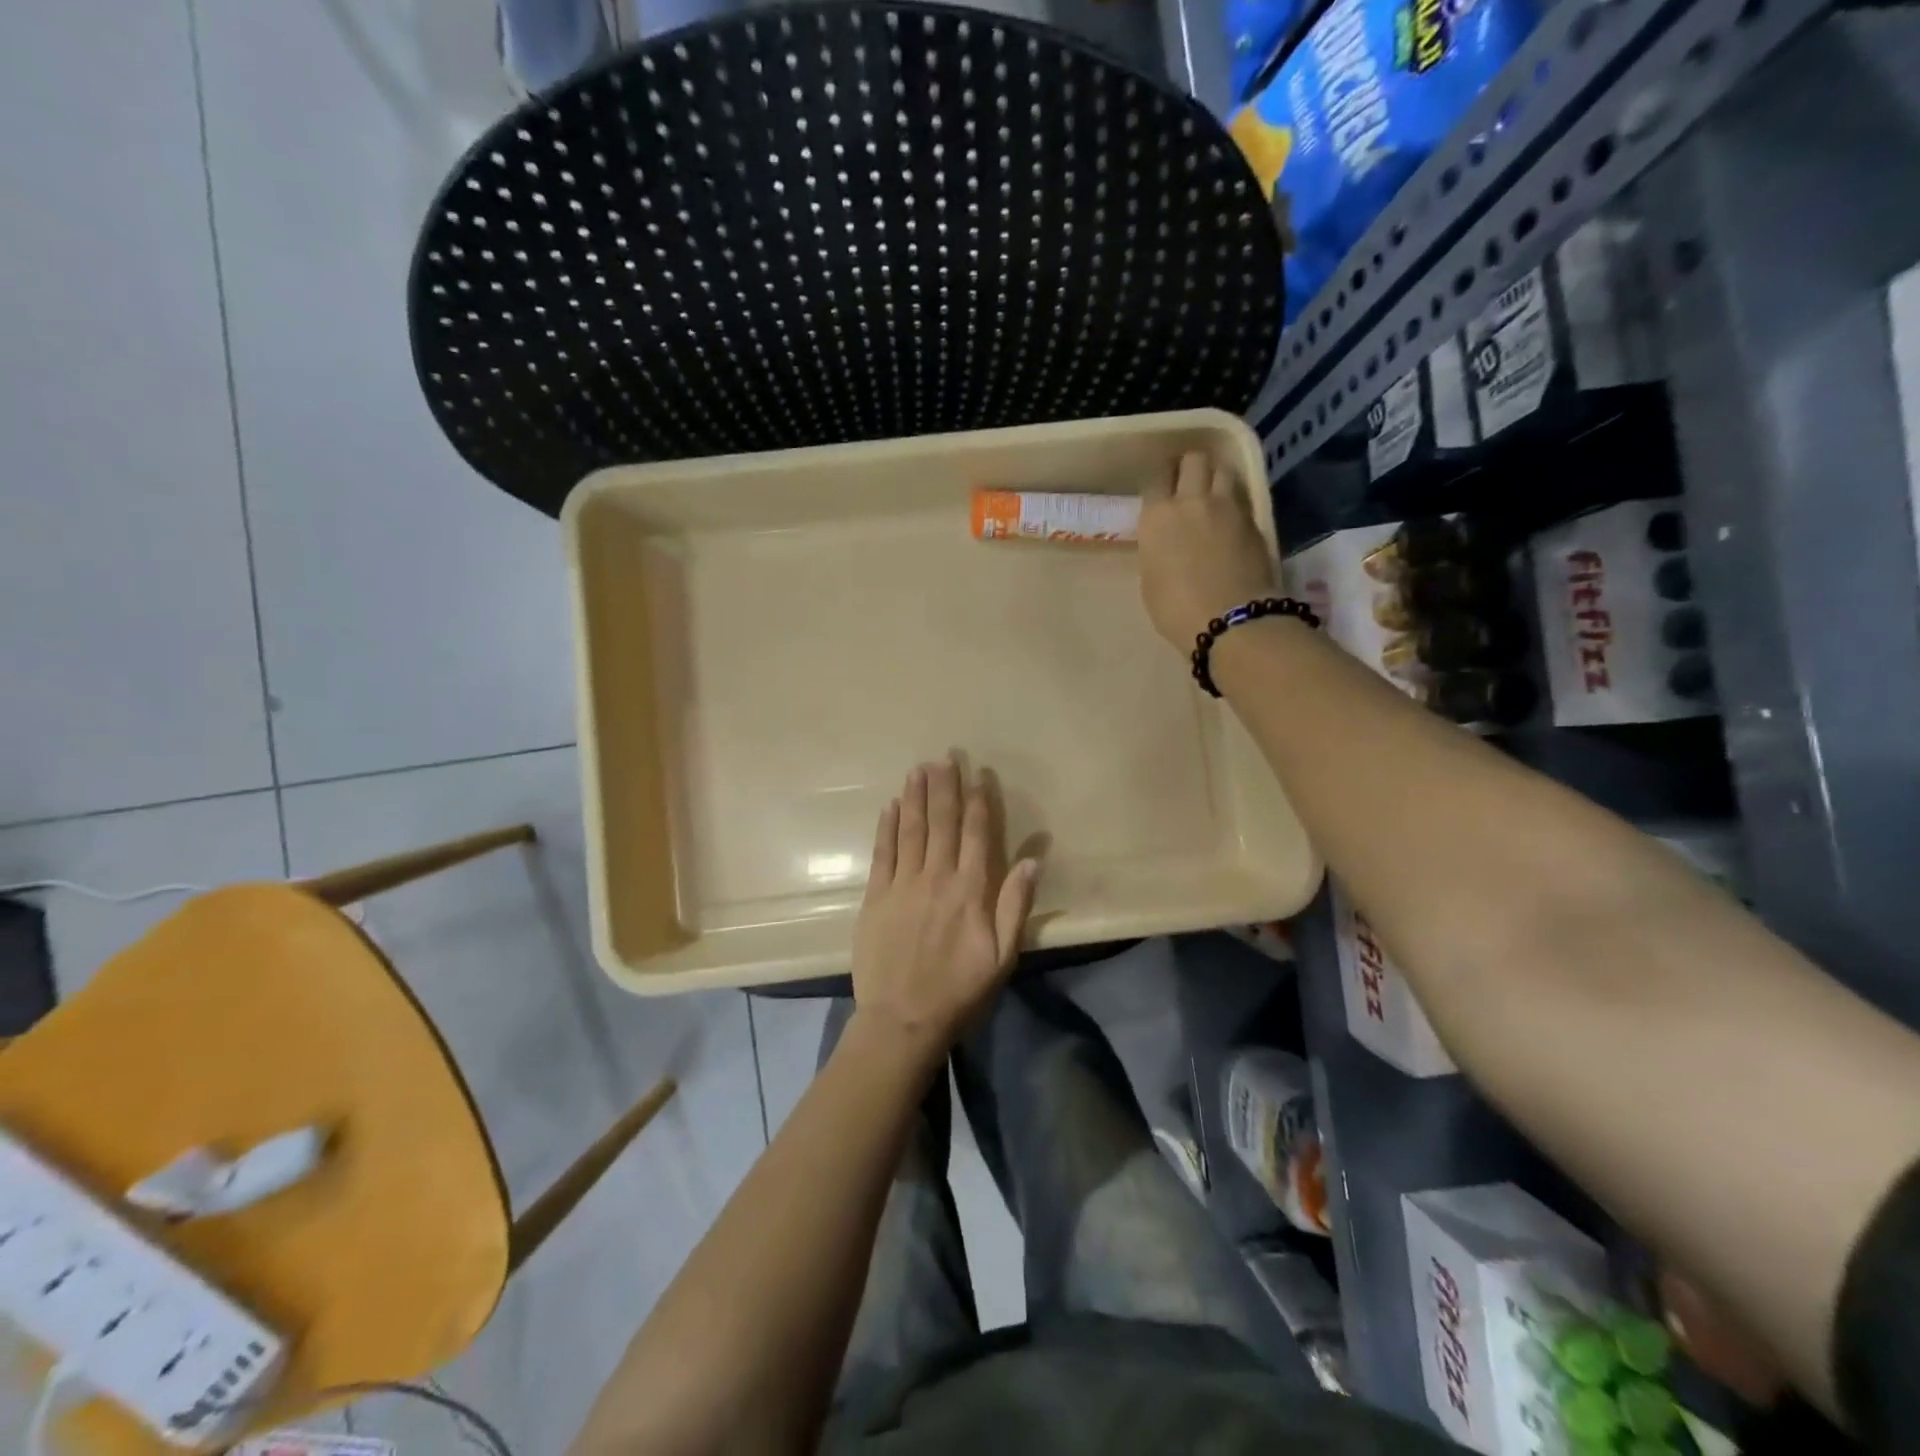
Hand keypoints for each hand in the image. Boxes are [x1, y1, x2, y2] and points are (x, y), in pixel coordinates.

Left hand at [851, 758, 1040, 1056]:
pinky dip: (887, 827)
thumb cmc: (960, 991)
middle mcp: (936, 878)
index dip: (978, 801)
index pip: (976, 834)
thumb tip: (1032, 859)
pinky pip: (882, 853)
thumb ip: (1016, 905)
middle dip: (944, 787)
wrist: (902, 1020)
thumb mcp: (1002, 956)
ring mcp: (902, 885)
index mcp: (970, 891)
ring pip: (911, 830)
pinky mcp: (876, 897)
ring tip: (919, 768)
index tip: (978, 774)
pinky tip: (891, 805)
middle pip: (941, 823)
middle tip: (945, 756)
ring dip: (916, 797)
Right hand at [1138, 450, 1277, 649]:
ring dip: (1216, 477)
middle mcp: (1192, 501)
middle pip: (1194, 459)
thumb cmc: (1176, 609)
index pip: (1155, 477)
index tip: (1159, 489)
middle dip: (1190, 466)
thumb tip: (1167, 541)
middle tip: (1187, 480)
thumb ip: (1158, 549)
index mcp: (1158, 516)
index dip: (1158, 479)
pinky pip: (1242, 499)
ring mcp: (1228, 507)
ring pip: (1224, 470)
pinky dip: (1234, 503)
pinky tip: (1230, 520)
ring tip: (1212, 494)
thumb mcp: (1151, 578)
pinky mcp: (1254, 520)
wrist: (1230, 620)